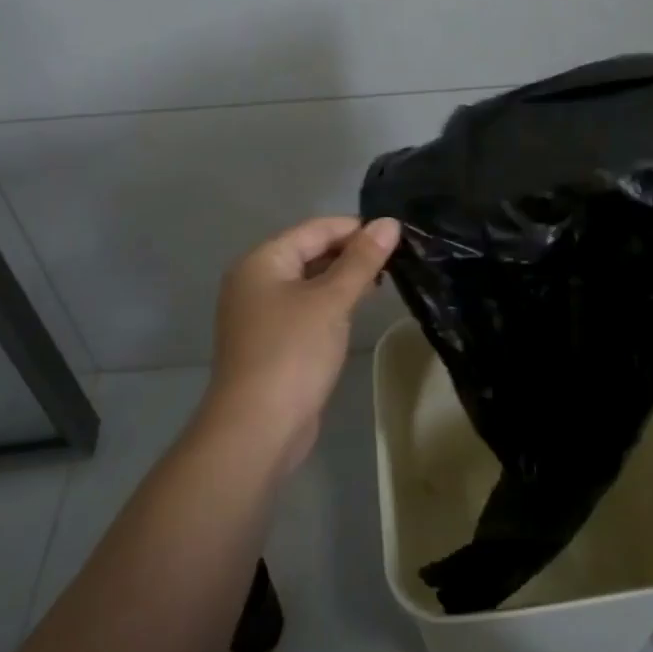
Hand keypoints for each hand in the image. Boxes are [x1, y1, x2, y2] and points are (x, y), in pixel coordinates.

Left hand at [202, 215, 400, 477]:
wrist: (257, 429)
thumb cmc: (293, 353)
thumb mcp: (332, 300)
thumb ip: (362, 260)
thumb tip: (389, 222)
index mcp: (262, 261)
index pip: (315, 229)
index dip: (356, 228)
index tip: (397, 235)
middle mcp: (255, 281)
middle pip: (310, 252)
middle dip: (351, 253)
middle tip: (396, 259)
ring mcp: (260, 314)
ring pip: (309, 282)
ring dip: (344, 279)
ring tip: (384, 281)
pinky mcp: (271, 342)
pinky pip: (305, 308)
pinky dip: (331, 304)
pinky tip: (357, 309)